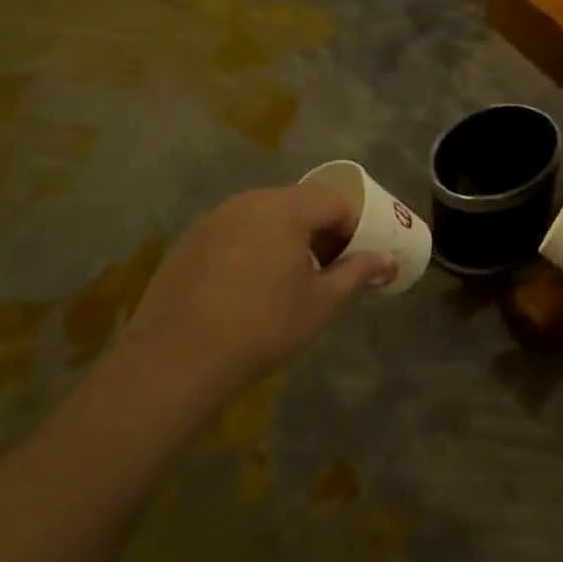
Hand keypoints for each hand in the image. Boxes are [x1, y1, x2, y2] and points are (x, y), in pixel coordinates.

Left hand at [125, 185, 392, 400]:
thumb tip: (386, 262)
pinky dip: (252, 247)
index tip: (352, 261)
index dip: (353, 228)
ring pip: (264, 216)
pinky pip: (234, 231)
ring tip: (287, 280)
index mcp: (285, 209)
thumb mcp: (320, 303)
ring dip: (285, 237)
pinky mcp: (189, 241)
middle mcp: (249, 201)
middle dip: (320, 230)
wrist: (176, 359)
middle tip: (325, 269)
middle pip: (298, 203)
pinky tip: (246, 288)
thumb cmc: (263, 326)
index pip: (334, 202)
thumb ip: (356, 273)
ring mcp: (214, 219)